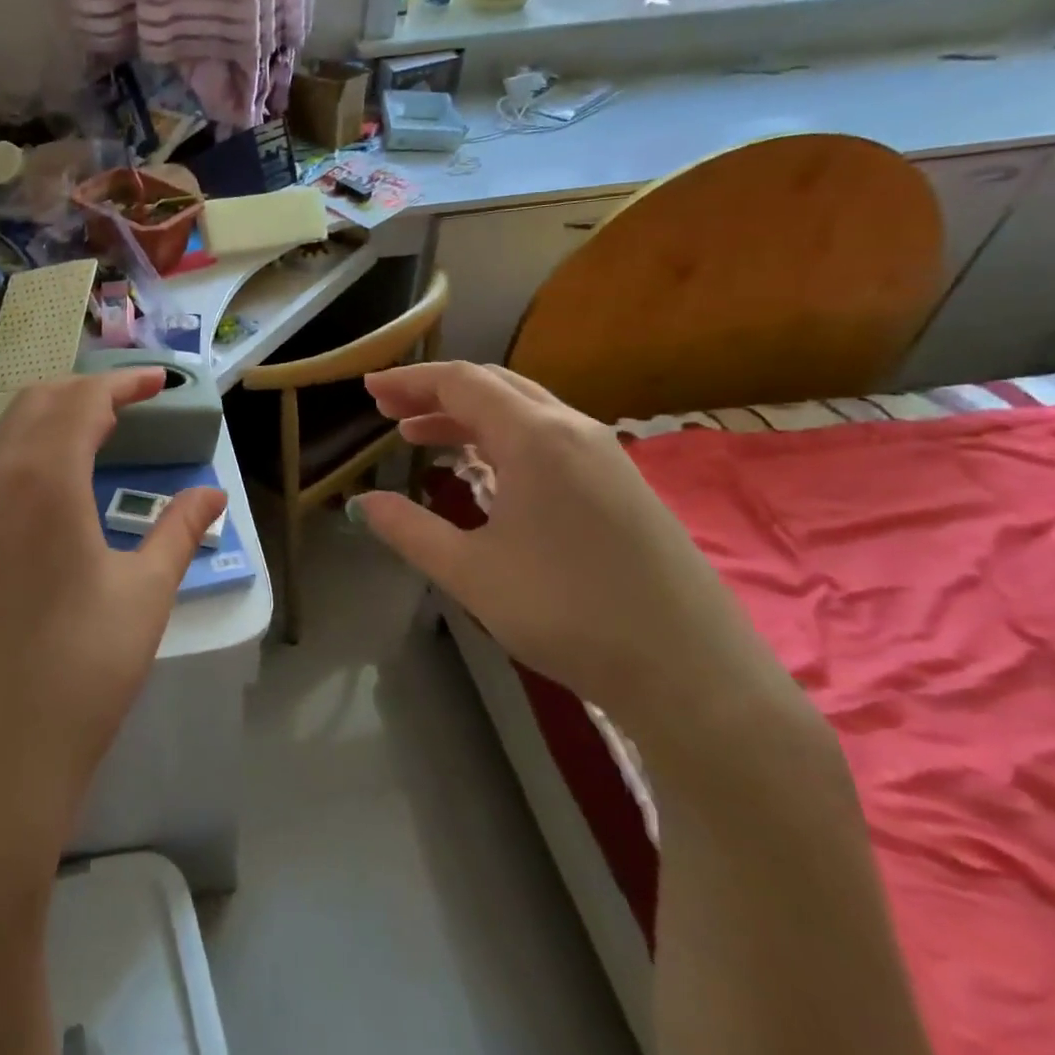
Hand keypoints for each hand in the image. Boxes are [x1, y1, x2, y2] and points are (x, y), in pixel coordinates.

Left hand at [0, 370, 228, 864]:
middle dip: (82, 391)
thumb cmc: (81, 675)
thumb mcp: (145, 596)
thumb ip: (179, 531)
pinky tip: (41, 499)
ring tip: (88, 440)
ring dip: (45, 423)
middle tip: (126, 404)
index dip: (123, 384)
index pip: (83, 402)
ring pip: (0, 440)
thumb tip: (212, 495)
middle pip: (34, 405)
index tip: (159, 383)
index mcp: (43, 480)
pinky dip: (16, 462)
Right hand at [353, 362, 788, 742]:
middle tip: (389, 412)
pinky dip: (503, 439)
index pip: (461, 383)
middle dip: (436, 393)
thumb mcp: (471, 573)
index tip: (368, 390)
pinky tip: (485, 472)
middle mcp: (574, 430)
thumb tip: (362, 503)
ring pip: (524, 412)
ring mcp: (606, 456)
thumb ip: (409, 530)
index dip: (410, 381)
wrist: (693, 674)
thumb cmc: (569, 613)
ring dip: (469, 417)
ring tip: (422, 438)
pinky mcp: (623, 484)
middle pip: (494, 387)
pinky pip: (550, 438)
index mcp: (535, 436)